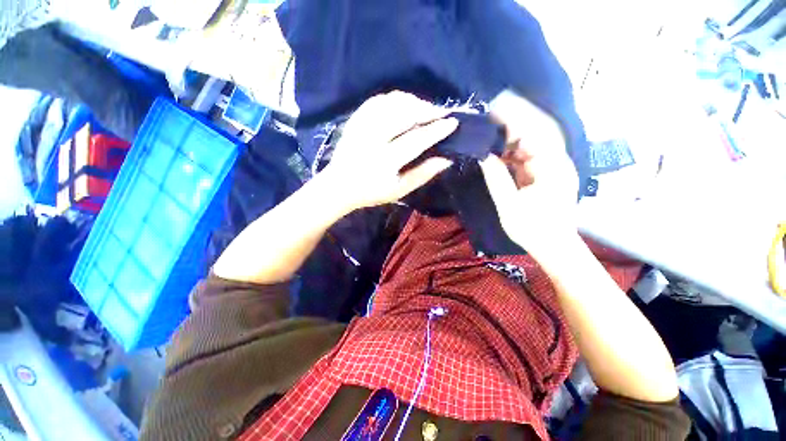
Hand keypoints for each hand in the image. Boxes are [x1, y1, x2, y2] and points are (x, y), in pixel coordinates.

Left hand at [321, 91, 458, 210]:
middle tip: (441, 112)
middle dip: (427, 110)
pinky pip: (376, 101)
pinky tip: (403, 104)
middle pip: (403, 115)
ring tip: (424, 108)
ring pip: (390, 103)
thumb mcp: (399, 190)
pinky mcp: (354, 120)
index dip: (436, 130)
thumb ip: (422, 175)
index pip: (416, 140)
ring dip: (412, 102)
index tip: (452, 122)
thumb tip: (446, 160)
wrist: (340, 186)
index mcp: (385, 161)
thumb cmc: (372, 192)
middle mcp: (373, 139)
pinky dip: (394, 99)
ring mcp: (361, 127)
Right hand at [480, 91, 578, 252]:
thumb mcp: (509, 205)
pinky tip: (496, 149)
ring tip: (489, 129)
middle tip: (488, 114)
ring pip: (530, 144)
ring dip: (510, 137)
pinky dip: (511, 151)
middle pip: (536, 133)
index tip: (495, 106)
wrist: (553, 247)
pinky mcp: (544, 174)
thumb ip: (496, 178)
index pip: (536, 132)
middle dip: (512, 122)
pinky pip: (527, 156)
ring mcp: (551, 168)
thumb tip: (483, 155)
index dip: (516, 117)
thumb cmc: (533, 230)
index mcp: (553, 169)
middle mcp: (557, 162)